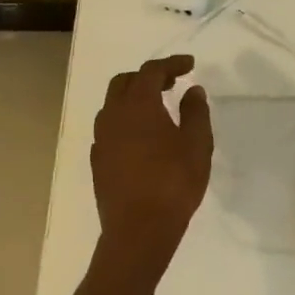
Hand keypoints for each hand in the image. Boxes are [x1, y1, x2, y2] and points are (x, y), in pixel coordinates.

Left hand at [91, 55, 213, 271]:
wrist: (138, 231)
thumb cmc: (173, 183)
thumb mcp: (196, 145)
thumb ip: (195, 112)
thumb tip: (192, 90)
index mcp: (138, 105)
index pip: (151, 71)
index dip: (171, 64)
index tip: (189, 65)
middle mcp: (113, 115)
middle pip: (125, 82)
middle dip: (148, 76)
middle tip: (171, 83)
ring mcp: (101, 139)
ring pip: (113, 105)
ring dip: (133, 98)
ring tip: (157, 108)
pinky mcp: (98, 161)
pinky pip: (109, 128)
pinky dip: (125, 120)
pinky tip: (141, 136)